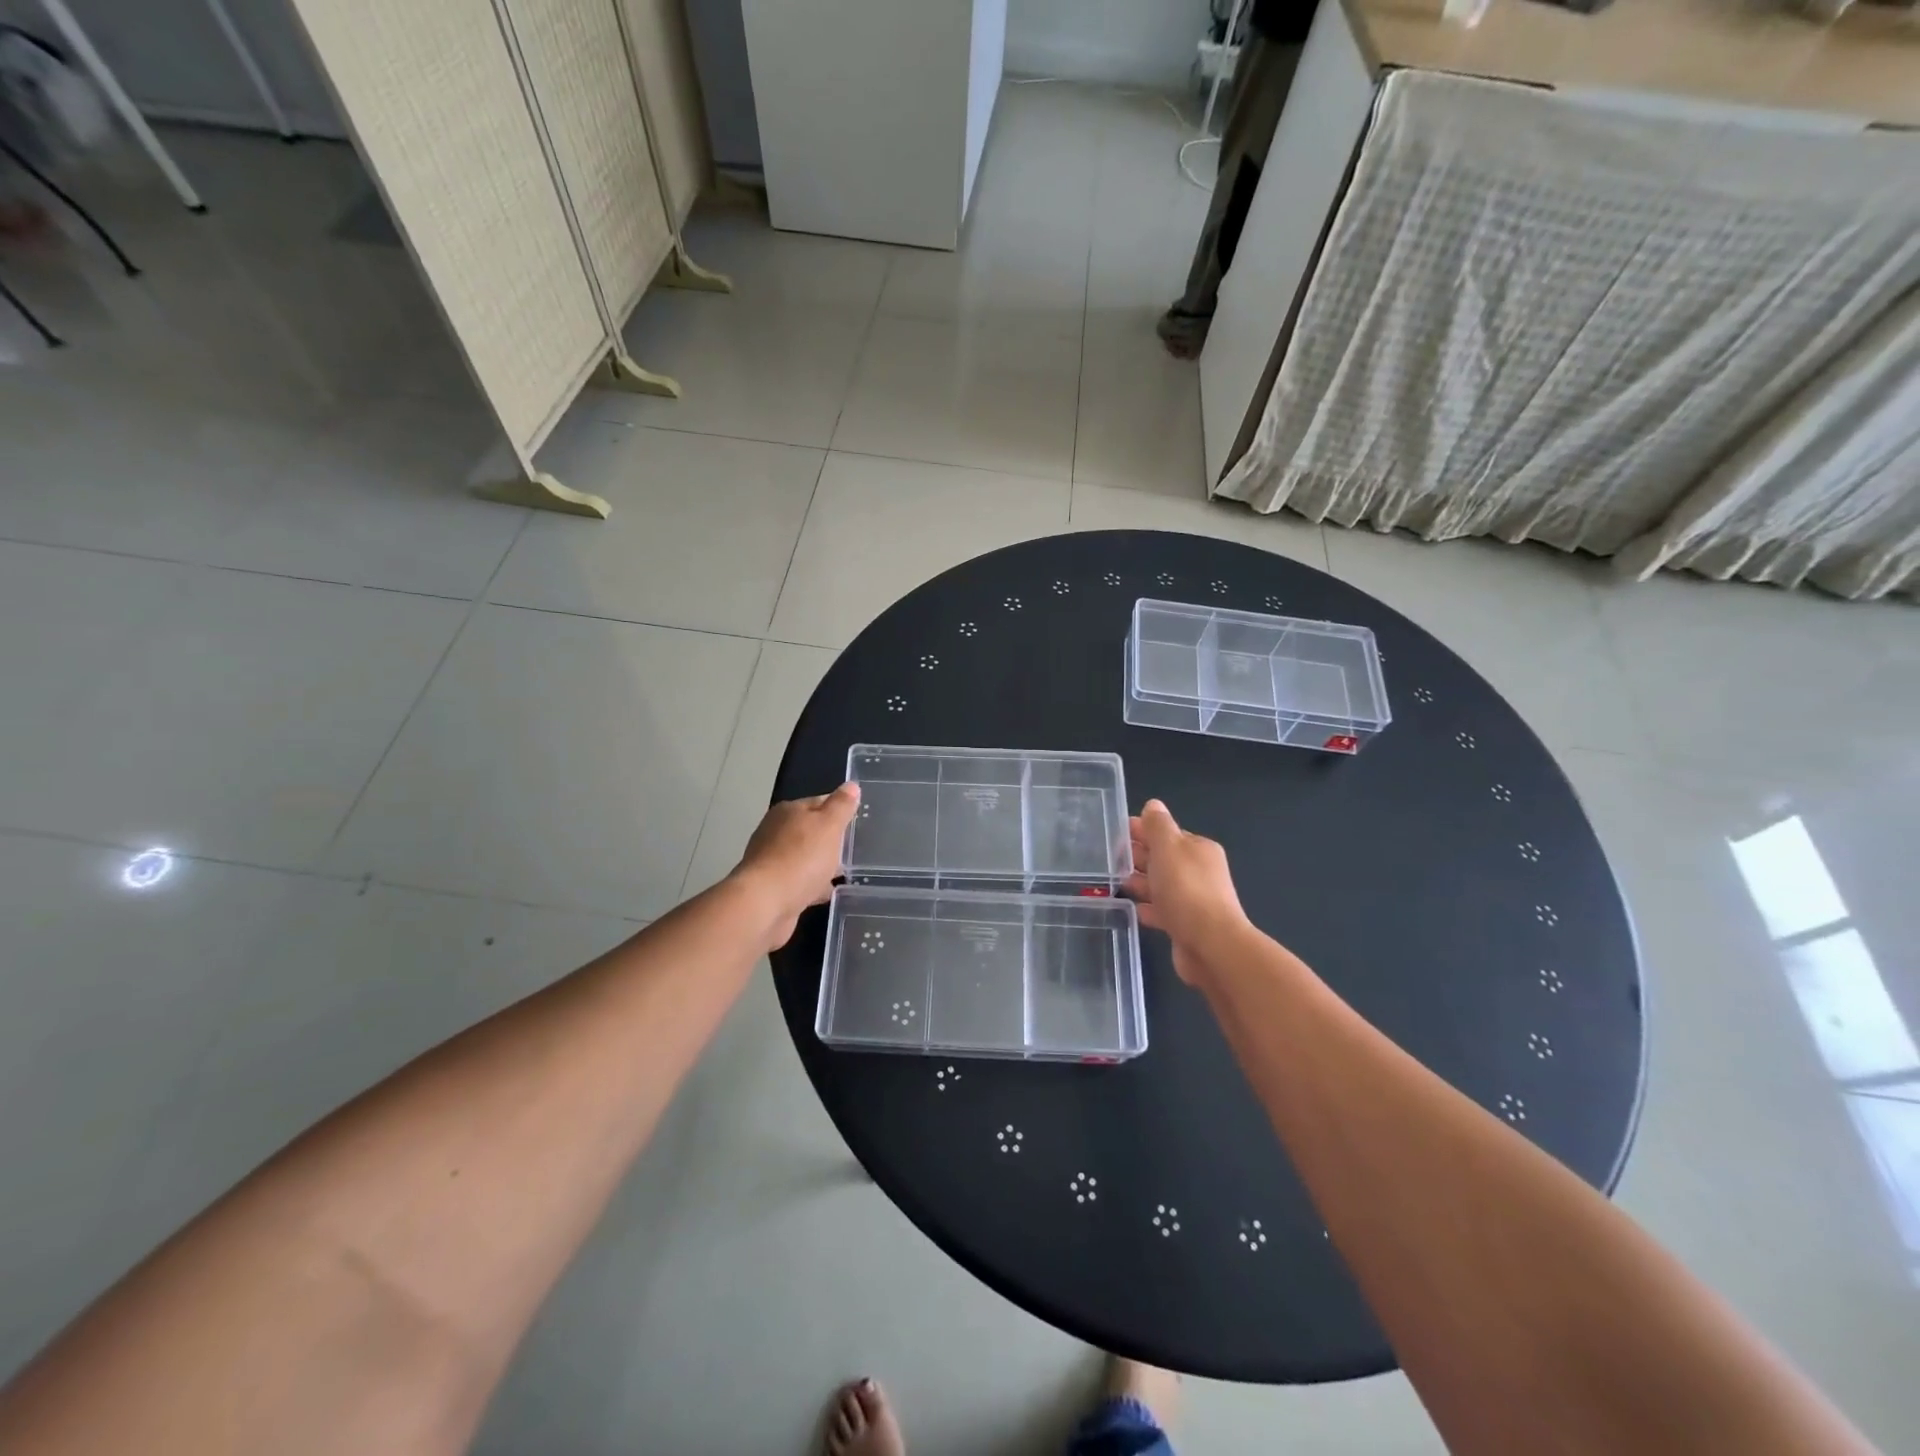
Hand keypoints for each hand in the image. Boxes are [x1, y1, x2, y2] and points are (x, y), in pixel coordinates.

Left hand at [730, 783, 860, 951]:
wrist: (765, 904)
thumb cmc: (801, 858)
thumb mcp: (829, 825)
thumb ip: (841, 806)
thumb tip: (851, 785)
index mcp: (788, 811)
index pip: (820, 802)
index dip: (840, 810)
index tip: (858, 822)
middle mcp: (776, 832)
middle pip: (811, 831)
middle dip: (831, 840)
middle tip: (855, 850)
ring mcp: (772, 861)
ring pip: (805, 857)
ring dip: (821, 864)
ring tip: (844, 873)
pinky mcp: (772, 887)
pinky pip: (799, 881)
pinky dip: (812, 885)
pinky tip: (826, 893)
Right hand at [1123, 799, 1249, 984]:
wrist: (1211, 945)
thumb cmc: (1186, 889)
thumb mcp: (1168, 847)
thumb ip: (1158, 825)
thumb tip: (1153, 805)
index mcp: (1198, 849)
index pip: (1166, 833)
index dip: (1141, 830)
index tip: (1115, 832)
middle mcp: (1199, 872)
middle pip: (1164, 858)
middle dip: (1138, 856)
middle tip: (1109, 858)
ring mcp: (1194, 900)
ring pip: (1162, 885)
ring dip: (1141, 882)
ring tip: (1114, 883)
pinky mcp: (1186, 925)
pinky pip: (1163, 910)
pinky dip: (1148, 908)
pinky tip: (1132, 910)